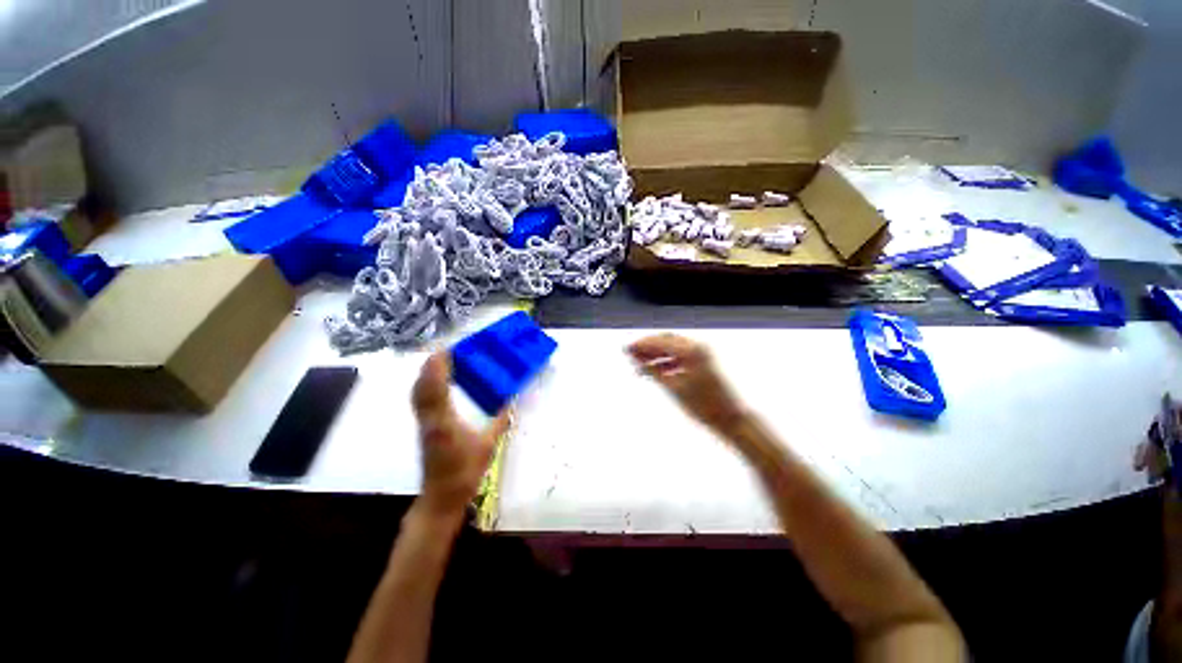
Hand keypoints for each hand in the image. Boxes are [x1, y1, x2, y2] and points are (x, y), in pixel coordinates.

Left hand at [411, 352, 511, 517]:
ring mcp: (424, 424)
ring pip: (418, 393)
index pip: (435, 389)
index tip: (446, 350)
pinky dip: (427, 385)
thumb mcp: (488, 445)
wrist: (441, 497)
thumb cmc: (465, 472)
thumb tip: (510, 400)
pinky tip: (440, 383)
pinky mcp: (424, 428)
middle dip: (431, 365)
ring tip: (443, 361)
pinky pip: (421, 400)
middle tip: (447, 350)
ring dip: (428, 374)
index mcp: (444, 423)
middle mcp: (429, 419)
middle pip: (421, 386)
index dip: (438, 368)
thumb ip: (500, 421)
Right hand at [627, 334, 746, 432]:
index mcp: (691, 351)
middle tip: (631, 355)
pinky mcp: (704, 361)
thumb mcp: (673, 388)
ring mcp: (702, 353)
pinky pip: (680, 355)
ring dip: (656, 354)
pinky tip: (657, 371)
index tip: (627, 349)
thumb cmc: (703, 405)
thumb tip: (636, 359)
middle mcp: (697, 347)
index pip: (660, 341)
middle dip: (648, 347)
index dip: (642, 344)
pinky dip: (667, 360)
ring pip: (672, 347)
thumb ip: (653, 370)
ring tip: (641, 365)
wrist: (731, 418)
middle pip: (665, 340)